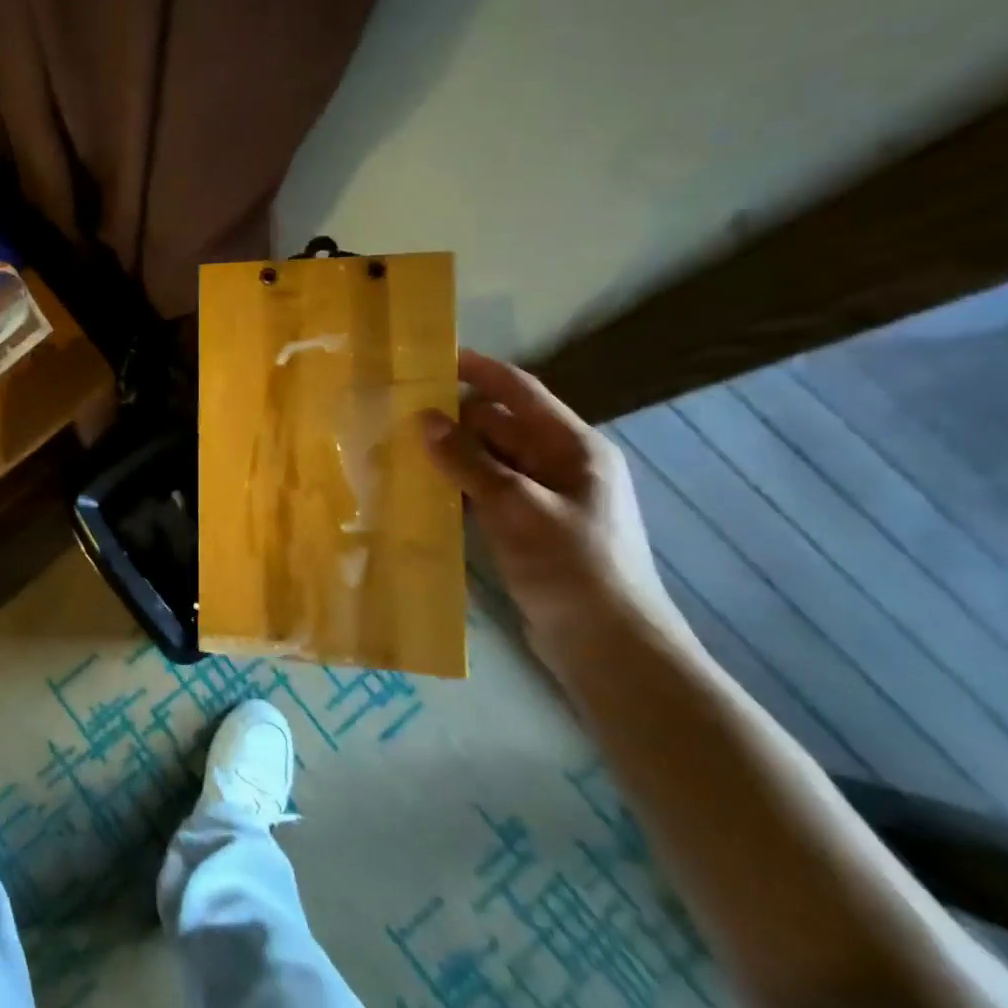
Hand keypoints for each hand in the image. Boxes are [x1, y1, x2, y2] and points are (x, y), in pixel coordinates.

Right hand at [419, 350, 692, 673]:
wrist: (610, 649)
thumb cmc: (572, 567)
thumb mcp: (517, 508)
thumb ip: (469, 462)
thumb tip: (424, 419)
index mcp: (573, 448)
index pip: (520, 391)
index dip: (479, 370)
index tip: (433, 357)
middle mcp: (560, 465)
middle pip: (498, 426)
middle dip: (452, 419)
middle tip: (396, 414)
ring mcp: (544, 498)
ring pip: (488, 461)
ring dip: (450, 456)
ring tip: (397, 449)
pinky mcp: (528, 528)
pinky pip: (486, 493)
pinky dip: (457, 488)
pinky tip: (421, 493)